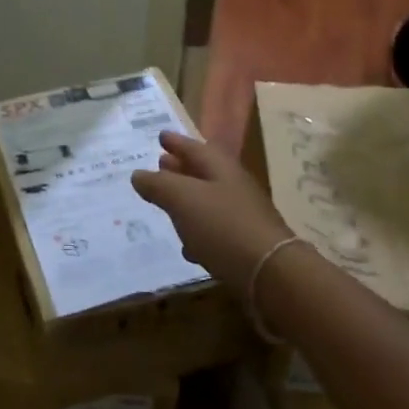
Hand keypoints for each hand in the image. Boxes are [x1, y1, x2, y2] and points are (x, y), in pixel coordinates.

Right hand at [129, 132, 290, 287]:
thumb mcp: (182, 199)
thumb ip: (158, 185)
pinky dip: (199, 231)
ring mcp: (242, 215)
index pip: (193, 147)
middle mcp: (233, 186)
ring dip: (188, 200)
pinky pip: (216, 230)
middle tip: (161, 163)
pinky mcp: (244, 244)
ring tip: (168, 203)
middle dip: (181, 168)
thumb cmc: (223, 226)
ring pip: (208, 201)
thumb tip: (138, 174)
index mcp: (220, 168)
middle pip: (203, 172)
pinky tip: (188, 245)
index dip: (175, 142)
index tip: (160, 136)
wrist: (270, 273)